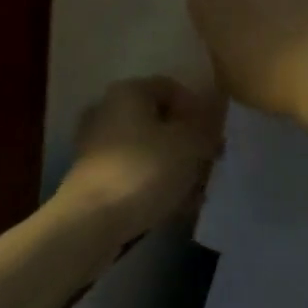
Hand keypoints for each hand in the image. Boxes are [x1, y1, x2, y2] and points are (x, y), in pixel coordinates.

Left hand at [58, 78, 225, 242]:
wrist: (91, 219)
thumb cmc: (143, 171)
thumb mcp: (188, 144)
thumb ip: (206, 124)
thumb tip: (215, 110)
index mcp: (127, 92)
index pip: (172, 88)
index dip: (199, 109)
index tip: (216, 137)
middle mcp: (107, 110)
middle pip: (158, 120)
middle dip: (187, 142)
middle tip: (210, 165)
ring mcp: (96, 144)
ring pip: (147, 149)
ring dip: (174, 166)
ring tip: (197, 191)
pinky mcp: (93, 176)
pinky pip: (134, 172)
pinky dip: (154, 183)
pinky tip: (174, 206)